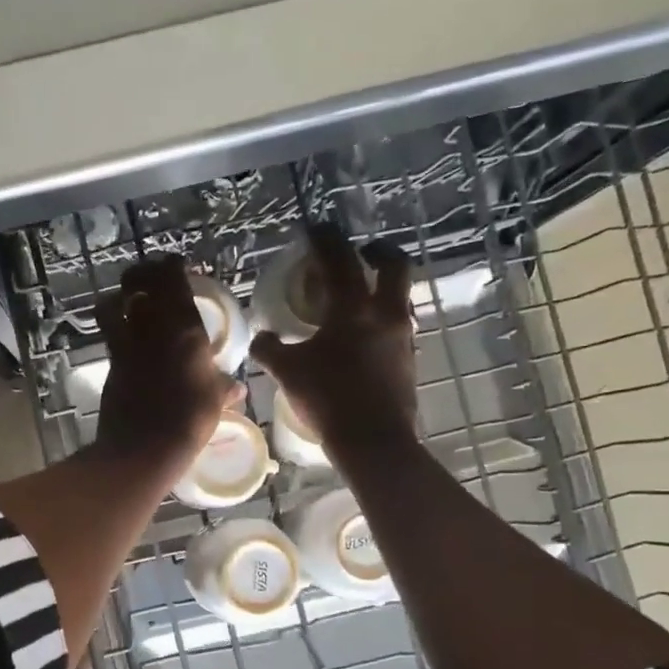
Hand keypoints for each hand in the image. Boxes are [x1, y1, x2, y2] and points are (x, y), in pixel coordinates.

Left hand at [94, 256, 240, 479]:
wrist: (144, 447)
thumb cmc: (190, 421)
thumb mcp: (215, 402)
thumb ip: (223, 388)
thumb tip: (235, 388)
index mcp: (185, 329)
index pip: (173, 279)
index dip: (172, 265)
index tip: (177, 264)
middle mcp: (153, 327)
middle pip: (139, 281)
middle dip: (143, 273)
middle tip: (152, 276)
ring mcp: (127, 343)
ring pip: (116, 302)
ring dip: (122, 295)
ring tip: (131, 299)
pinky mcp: (111, 362)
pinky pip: (108, 331)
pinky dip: (112, 321)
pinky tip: (121, 330)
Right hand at [250, 226, 417, 457]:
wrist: (373, 440)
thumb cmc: (328, 398)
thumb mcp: (287, 372)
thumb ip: (269, 349)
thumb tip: (260, 337)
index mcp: (353, 309)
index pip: (340, 261)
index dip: (326, 241)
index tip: (316, 229)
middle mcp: (385, 314)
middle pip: (394, 266)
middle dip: (377, 252)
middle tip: (361, 252)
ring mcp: (402, 337)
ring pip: (400, 296)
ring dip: (383, 286)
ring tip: (360, 295)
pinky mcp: (408, 359)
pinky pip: (398, 324)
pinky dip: (383, 317)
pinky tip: (364, 334)